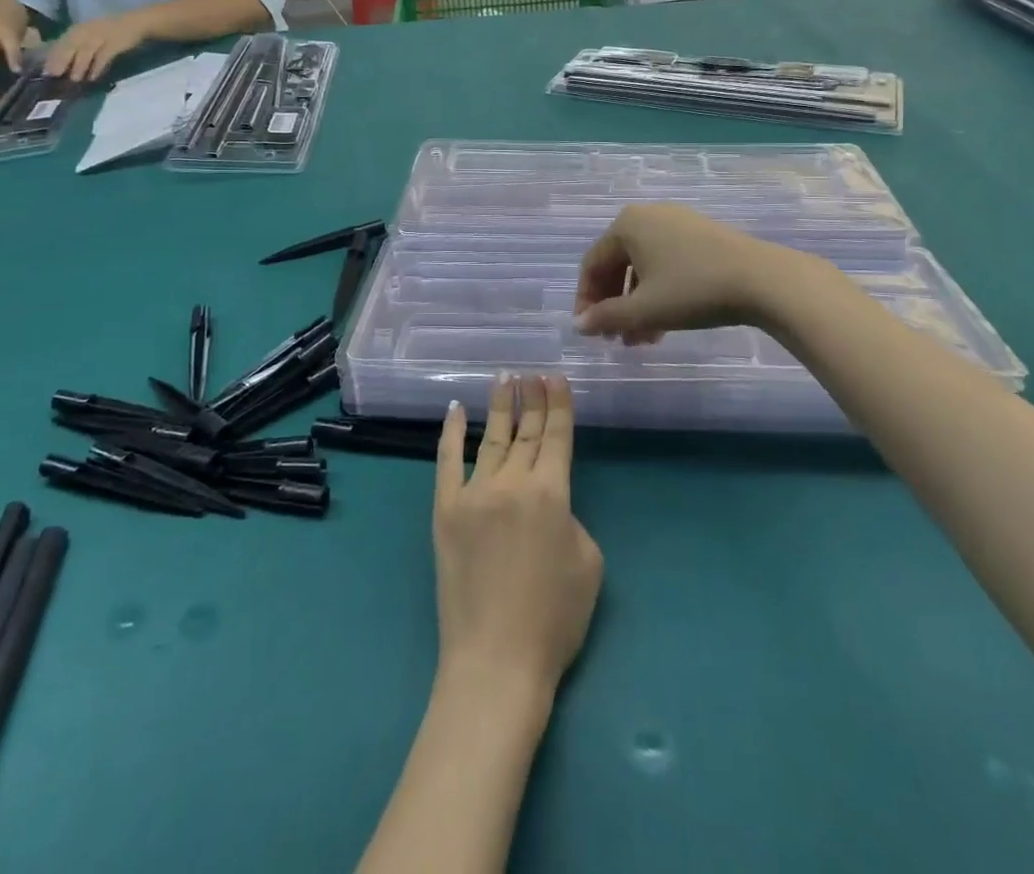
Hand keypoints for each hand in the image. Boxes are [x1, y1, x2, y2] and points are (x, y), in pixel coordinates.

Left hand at [42, 11, 149, 82]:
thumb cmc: (110, 31)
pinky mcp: (115, 42)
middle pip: (70, 46)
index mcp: (78, 29)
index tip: (45, 72)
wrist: (136, 23)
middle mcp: (86, 31)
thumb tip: (60, 65)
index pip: (61, 43)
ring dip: (79, 65)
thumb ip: (77, 47)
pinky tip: (93, 77)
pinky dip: (98, 66)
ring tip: (74, 79)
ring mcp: (101, 35)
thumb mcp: (90, 35)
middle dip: (61, 61)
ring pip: (86, 51)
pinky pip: (104, 55)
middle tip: (54, 76)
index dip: (52, 56)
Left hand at [434, 374, 601, 696]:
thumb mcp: (589, 564)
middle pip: (526, 431)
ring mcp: (474, 493)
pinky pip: (447, 461)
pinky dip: (451, 434)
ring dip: (499, 406)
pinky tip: (455, 410)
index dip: (558, 405)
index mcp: (552, 493)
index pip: (556, 436)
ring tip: (504, 378)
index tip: (556, 378)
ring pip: (491, 438)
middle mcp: (512, 482)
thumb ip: (571, 519)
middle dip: (532, 398)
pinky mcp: (445, 510)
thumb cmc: (554, 619)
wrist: (496, 661)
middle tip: (532, 372)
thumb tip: (548, 506)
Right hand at [573, 203, 788, 344]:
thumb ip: (606, 317)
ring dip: (637, 305)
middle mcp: (648, 216)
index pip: (592, 265)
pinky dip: (659, 292)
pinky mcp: (701, 235)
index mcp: (626, 225)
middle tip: (616, 339)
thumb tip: (578, 325)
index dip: (586, 301)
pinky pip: (667, 264)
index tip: (589, 332)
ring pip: (644, 268)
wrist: (763, 280)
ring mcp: (677, 223)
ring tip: (643, 340)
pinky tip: (666, 323)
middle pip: (617, 265)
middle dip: (615, 306)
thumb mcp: (644, 309)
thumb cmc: (693, 290)